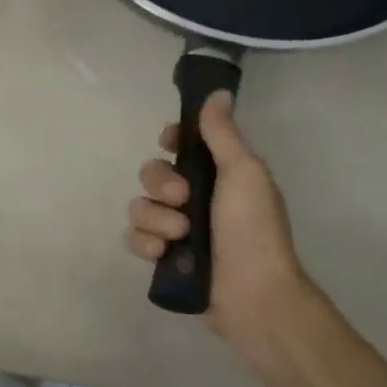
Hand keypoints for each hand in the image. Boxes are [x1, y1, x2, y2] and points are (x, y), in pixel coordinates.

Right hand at [125, 92, 307, 339]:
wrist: (251, 293)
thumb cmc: (252, 229)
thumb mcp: (243, 173)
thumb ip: (222, 134)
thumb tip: (217, 93)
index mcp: (219, 174)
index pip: (183, 145)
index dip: (171, 141)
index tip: (170, 143)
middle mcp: (195, 198)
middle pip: (152, 174)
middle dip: (160, 185)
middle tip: (183, 200)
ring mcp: (176, 229)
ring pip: (139, 207)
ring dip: (155, 219)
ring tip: (179, 236)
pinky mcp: (162, 257)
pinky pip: (134, 238)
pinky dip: (145, 244)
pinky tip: (162, 253)